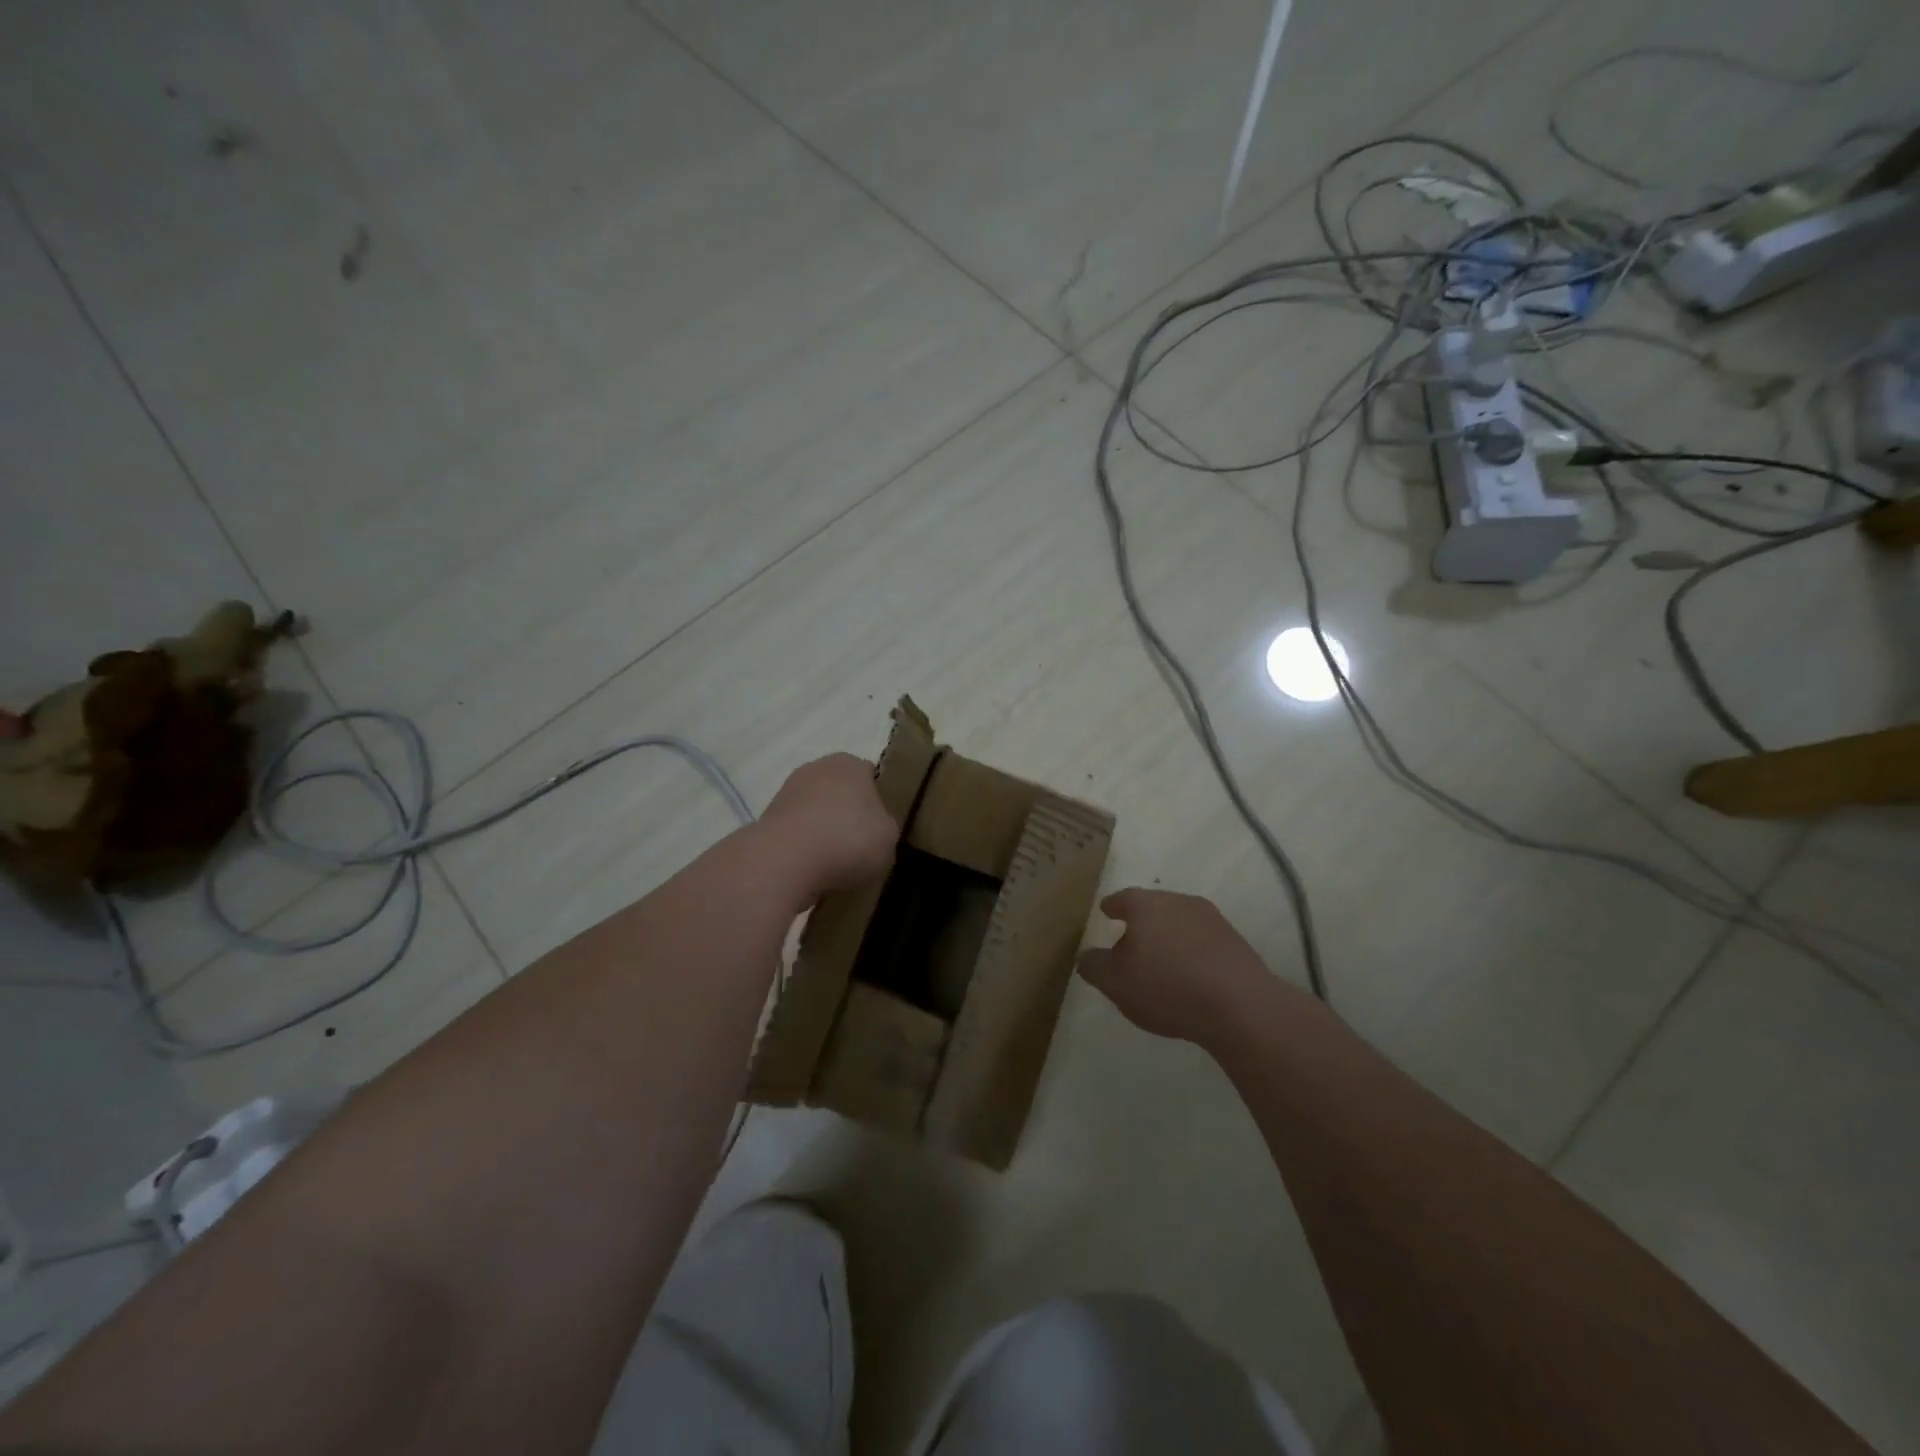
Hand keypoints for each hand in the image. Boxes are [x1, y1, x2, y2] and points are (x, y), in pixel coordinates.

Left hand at [757, 753, 896, 896]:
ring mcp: (787, 792)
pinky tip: (811, 870)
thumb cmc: (848, 840)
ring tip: (835, 866)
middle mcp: (817, 768)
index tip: (880, 828)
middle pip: (840, 793)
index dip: (878, 802)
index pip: (871, 777)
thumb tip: (874, 829)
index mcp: (851, 764)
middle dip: (848, 816)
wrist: (785, 860)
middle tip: (860, 848)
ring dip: (823, 833)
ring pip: (815, 813)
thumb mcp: (889, 838)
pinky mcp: (767, 819)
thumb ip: (885, 827)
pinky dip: (802, 848)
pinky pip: (795, 833)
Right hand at [1077, 889, 1279, 1046]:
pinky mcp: (1235, 940)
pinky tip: (1190, 972)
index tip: (1106, 912)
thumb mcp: (1115, 983)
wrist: (1240, 1005)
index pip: (1122, 898)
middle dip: (1141, 920)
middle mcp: (1178, 901)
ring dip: (1169, 935)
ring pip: (1180, 921)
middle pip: (1153, 906)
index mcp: (1145, 905)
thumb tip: (1085, 956)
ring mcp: (1211, 918)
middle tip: (1130, 939)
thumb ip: (1094, 966)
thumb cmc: (1167, 987)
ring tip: (1161, 959)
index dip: (1112, 906)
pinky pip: (1203, 940)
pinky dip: (1192, 950)